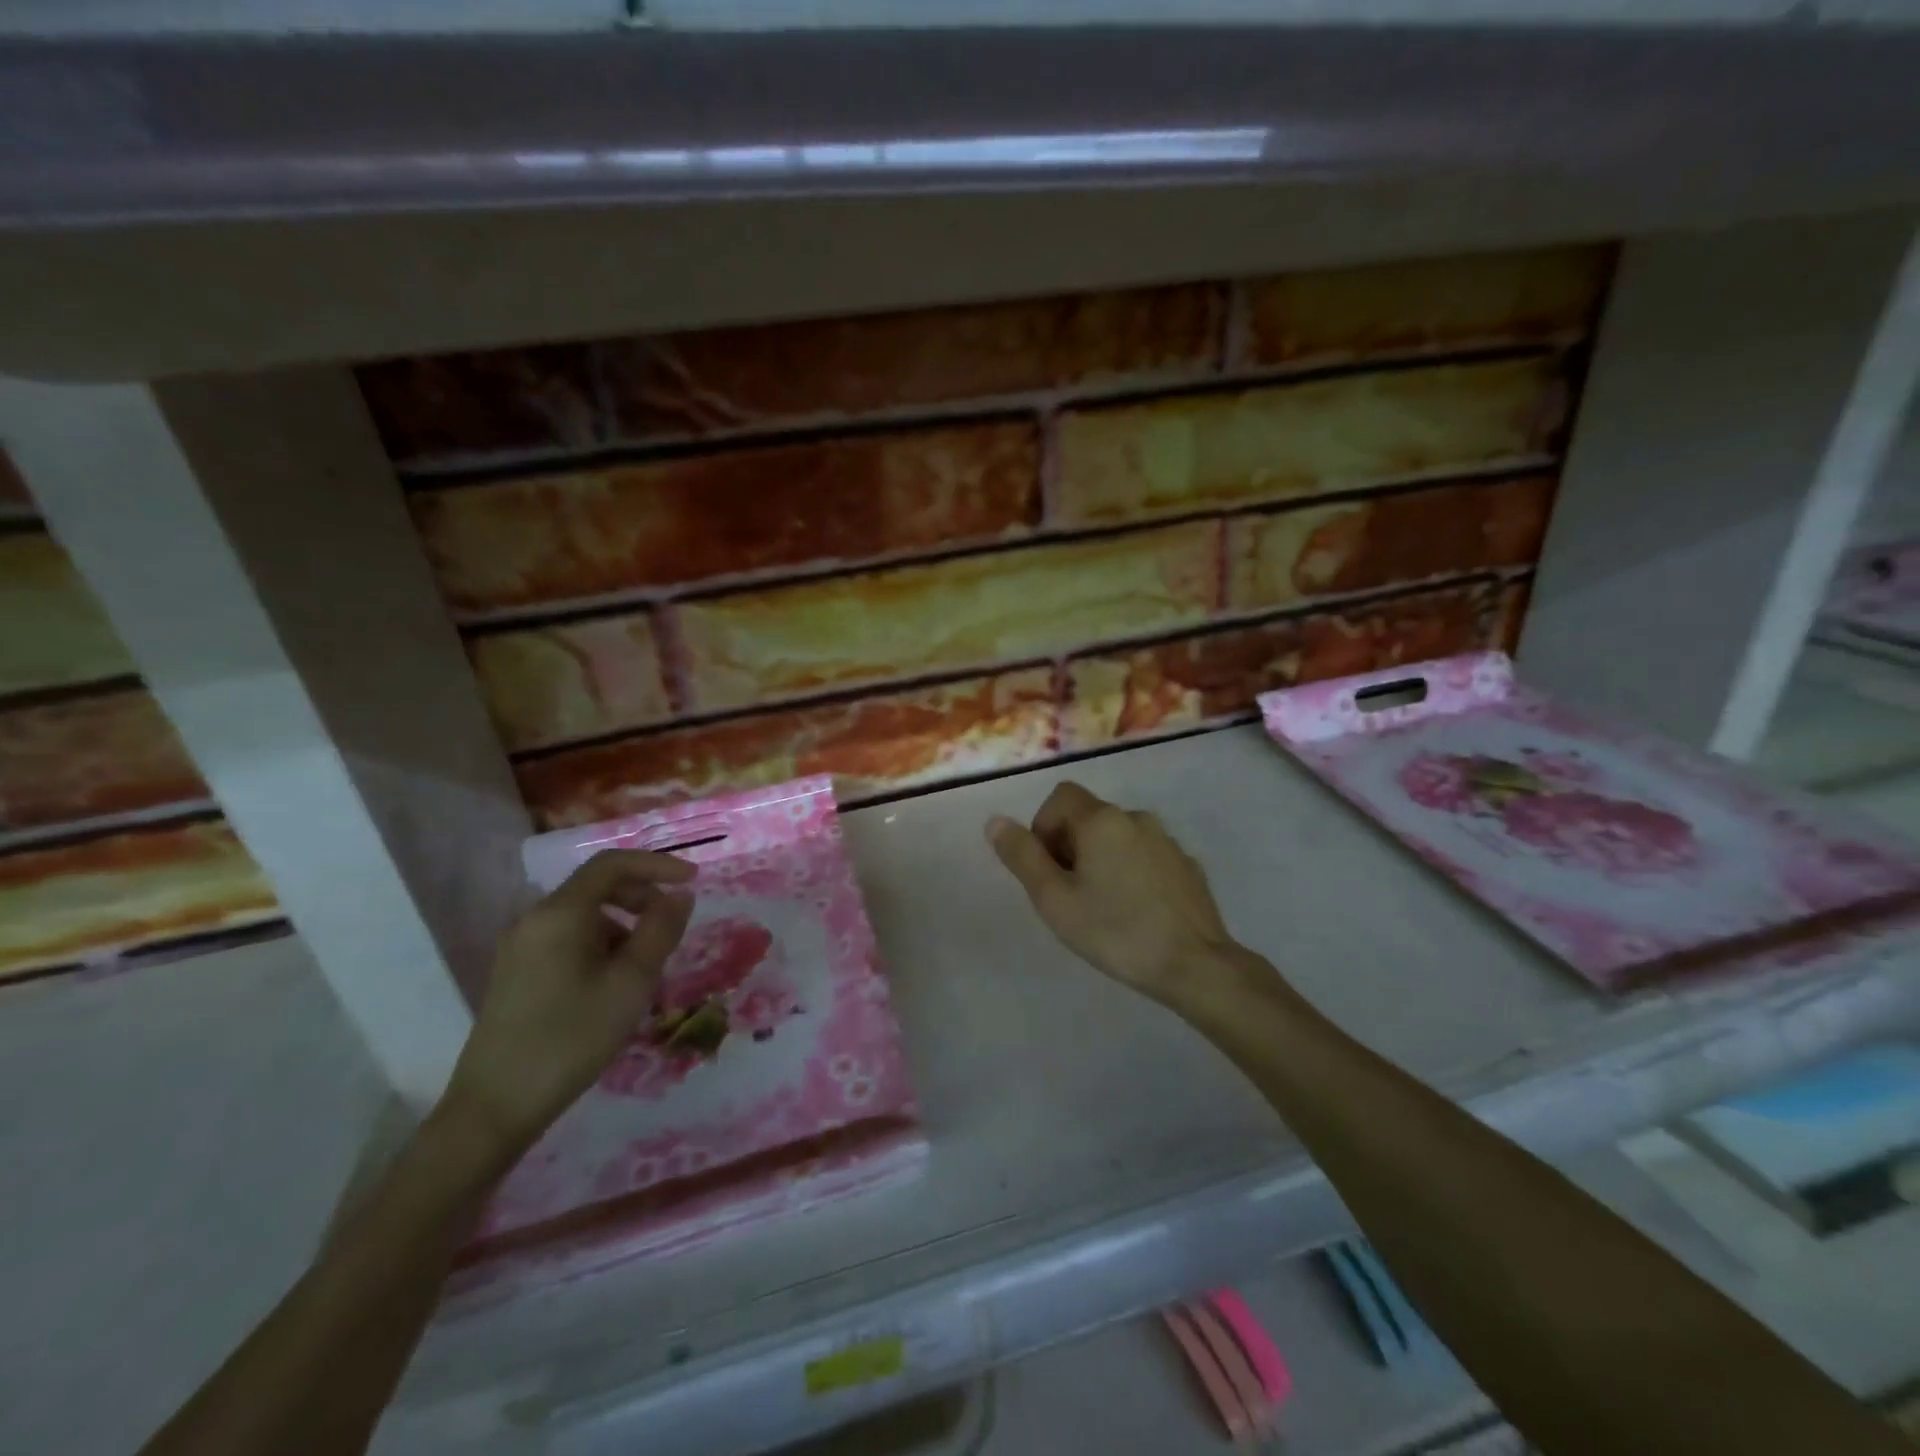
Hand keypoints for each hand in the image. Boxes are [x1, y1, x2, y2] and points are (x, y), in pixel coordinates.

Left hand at [442, 849, 694, 1160]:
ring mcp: (521, 946)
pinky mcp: (517, 972)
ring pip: (584, 916)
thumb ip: (660, 931)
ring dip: (624, 925)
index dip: (657, 864)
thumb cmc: (572, 1037)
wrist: (496, 1107)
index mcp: (560, 913)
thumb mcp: (631, 982)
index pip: (612, 864)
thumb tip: (680, 896)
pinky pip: (569, 938)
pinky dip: (601, 945)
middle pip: (597, 887)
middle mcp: (535, 919)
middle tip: (673, 924)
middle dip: (642, 896)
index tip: (693, 880)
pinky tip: (615, 983)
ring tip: (648, 965)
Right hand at [987, 782, 1252, 1010]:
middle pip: (1089, 816)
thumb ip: (1022, 856)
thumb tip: (995, 821)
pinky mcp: (1188, 865)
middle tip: (1071, 895)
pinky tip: (1136, 912)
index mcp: (1102, 820)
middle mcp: (1136, 818)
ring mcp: (1167, 841)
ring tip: (1103, 906)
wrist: (1195, 965)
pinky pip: (1146, 856)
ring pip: (1119, 837)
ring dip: (1102, 859)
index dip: (1044, 828)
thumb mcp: (1054, 899)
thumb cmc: (1114, 931)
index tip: (1048, 871)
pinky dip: (1132, 872)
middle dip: (1070, 846)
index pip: (1060, 797)